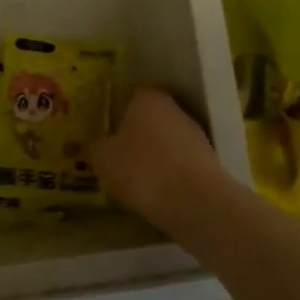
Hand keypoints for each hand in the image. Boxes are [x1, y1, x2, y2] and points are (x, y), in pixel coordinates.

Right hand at [91, 87, 230, 230]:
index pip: (130, 96)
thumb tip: (89, 144)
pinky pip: (179, 164)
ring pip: (166, 142)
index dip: (116, 113)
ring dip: (152, 157)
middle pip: (150, 119)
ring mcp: (196, 136)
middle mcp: (176, 110)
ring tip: (133, 181)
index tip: (105, 132)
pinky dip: (168, 175)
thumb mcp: (103, 159)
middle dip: (135, 136)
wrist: (197, 204)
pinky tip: (155, 194)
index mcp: (149, 98)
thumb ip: (93, 147)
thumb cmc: (142, 169)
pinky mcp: (210, 164)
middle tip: (115, 157)